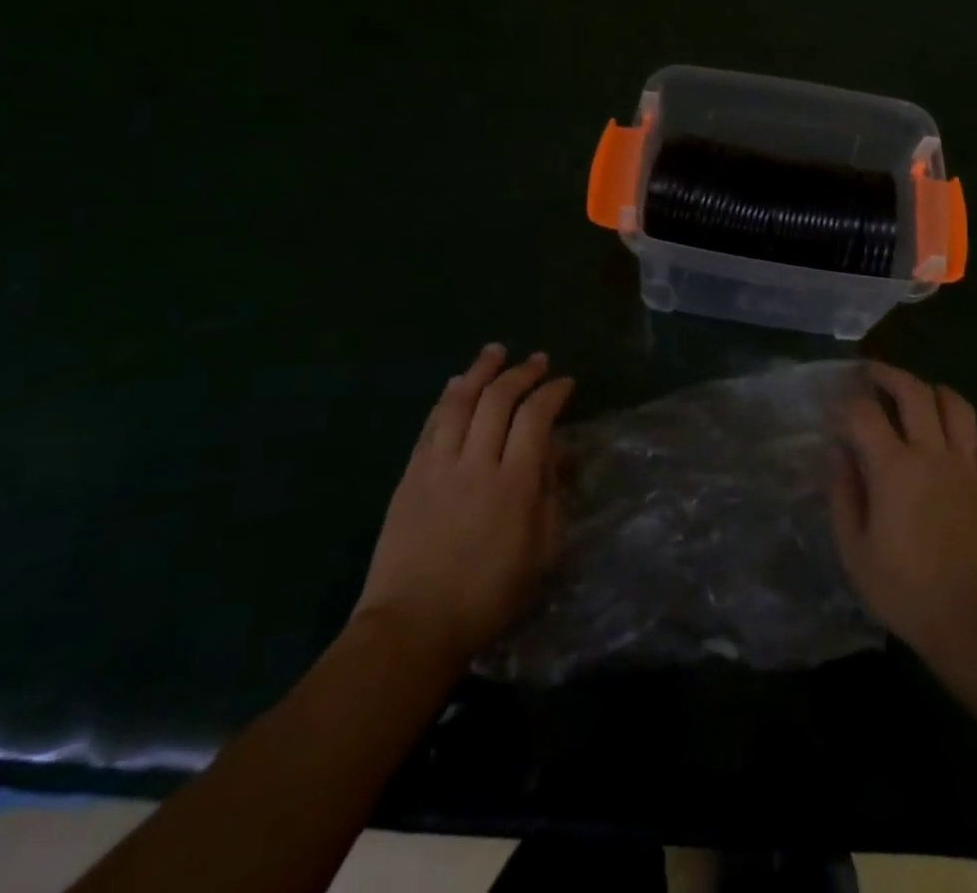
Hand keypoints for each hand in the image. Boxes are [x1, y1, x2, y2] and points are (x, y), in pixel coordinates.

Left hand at [354, 344, 572, 661]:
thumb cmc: (487, 596)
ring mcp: (438, 465)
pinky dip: (447, 397)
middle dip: (521, 372)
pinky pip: (432, 423)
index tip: (565, 382)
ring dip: (480, 371)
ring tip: (495, 351)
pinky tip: (456, 384)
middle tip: (537, 360)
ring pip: (460, 401)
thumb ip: (551, 496)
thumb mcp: (540, 552)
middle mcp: (476, 463)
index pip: (536, 418)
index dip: (552, 392)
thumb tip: (557, 455)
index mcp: (514, 484)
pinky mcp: (411, 474)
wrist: (412, 625)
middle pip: (498, 399)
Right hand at [831, 362, 976, 667]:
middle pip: (914, 392)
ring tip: (921, 397)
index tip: (835, 412)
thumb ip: (844, 495)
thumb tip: (840, 455)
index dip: (845, 405)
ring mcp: (970, 469)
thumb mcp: (854, 550)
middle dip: (890, 375)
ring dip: (936, 393)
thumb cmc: (906, 591)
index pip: (863, 413)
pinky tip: (972, 446)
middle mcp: (932, 454)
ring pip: (958, 408)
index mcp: (893, 467)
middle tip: (873, 374)